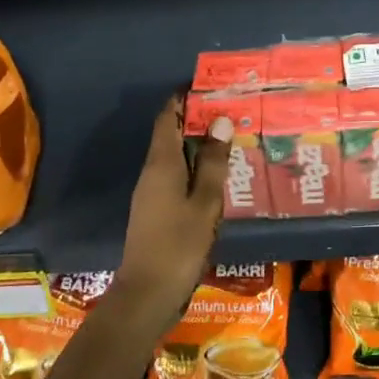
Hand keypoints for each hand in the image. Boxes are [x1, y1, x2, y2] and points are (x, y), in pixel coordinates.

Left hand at [110, 98, 230, 334]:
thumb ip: (213, 162)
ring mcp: (151, 194)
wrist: (148, 293)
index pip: (167, 118)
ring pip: (175, 158)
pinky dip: (195, 169)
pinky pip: (177, 178)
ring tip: (230, 139)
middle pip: (171, 135)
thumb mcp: (205, 202)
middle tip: (230, 111)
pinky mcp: (156, 211)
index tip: (208, 86)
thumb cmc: (179, 244)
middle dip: (196, 120)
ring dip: (198, 146)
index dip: (184, 99)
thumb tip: (219, 121)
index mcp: (161, 164)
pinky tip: (217, 178)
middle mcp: (152, 173)